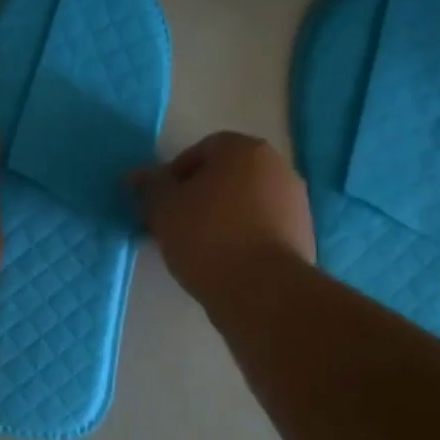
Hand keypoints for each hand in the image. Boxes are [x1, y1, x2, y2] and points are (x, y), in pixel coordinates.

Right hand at [130, 132, 313, 305]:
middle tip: (176, 224)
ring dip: (222, 216)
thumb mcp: (164, 210)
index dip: (175, 175)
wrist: (262, 290)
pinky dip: (243, 237)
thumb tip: (136, 175)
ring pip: (246, 202)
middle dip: (200, 195)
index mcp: (244, 150)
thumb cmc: (207, 237)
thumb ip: (150, 187)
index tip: (162, 203)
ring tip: (198, 247)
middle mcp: (277, 166)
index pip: (201, 150)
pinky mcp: (303, 235)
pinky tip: (224, 261)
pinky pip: (262, 227)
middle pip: (227, 175)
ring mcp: (295, 201)